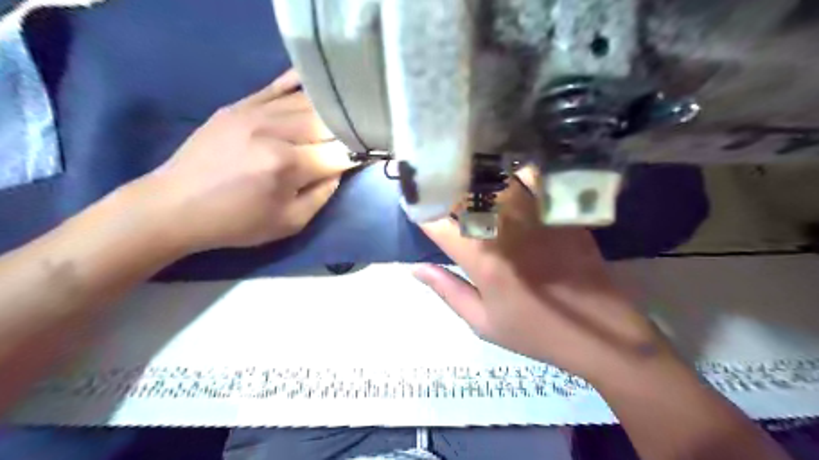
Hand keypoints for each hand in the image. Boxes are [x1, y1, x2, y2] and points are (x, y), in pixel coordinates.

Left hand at [133, 70, 353, 252]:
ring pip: (308, 101)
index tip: (366, 158)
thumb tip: (339, 168)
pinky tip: (318, 83)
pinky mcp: (240, 105)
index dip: (357, 155)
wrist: (175, 205)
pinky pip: (278, 85)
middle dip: (347, 131)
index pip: (339, 153)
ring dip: (331, 111)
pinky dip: (302, 84)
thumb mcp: (290, 223)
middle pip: (327, 121)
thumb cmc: (237, 222)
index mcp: (287, 166)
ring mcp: (255, 112)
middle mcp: (274, 131)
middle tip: (357, 138)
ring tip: (344, 116)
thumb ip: (323, 195)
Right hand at [416, 171, 670, 382]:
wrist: (599, 332)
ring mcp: (536, 216)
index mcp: (482, 258)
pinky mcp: (559, 212)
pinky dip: (515, 175)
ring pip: (498, 180)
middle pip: (467, 193)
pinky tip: (509, 178)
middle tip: (439, 188)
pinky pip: (534, 181)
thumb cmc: (535, 331)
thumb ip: (447, 290)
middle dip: (447, 188)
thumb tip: (415, 268)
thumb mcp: (483, 321)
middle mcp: (506, 229)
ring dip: (478, 177)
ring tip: (469, 175)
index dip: (420, 212)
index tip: (415, 209)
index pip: (438, 223)